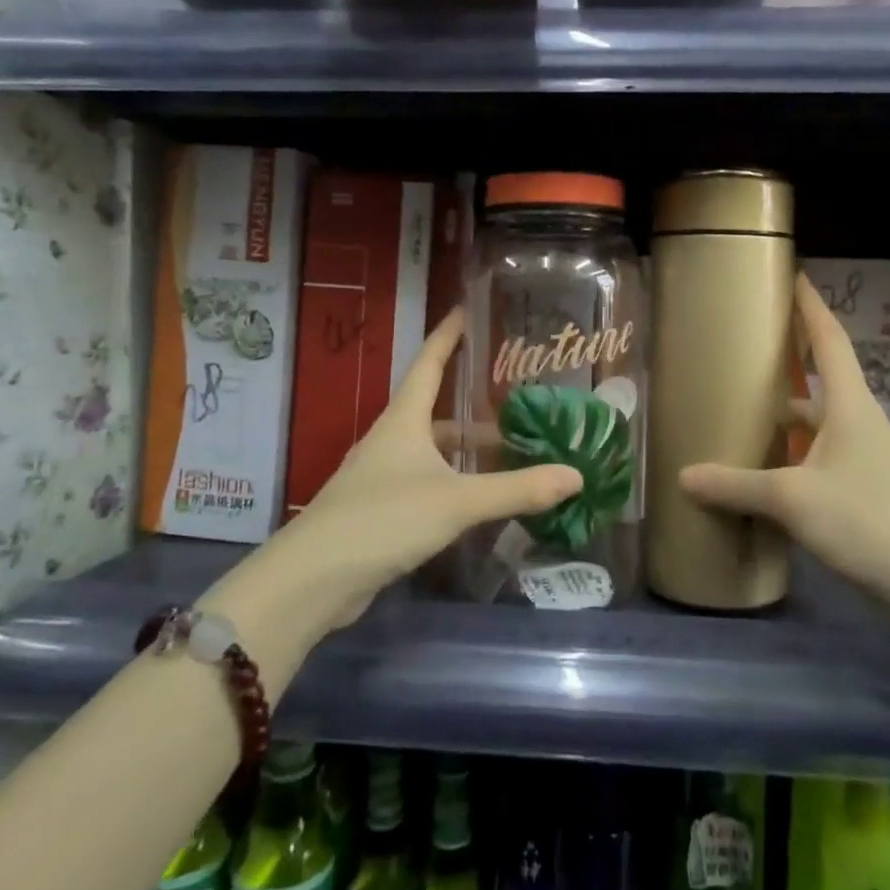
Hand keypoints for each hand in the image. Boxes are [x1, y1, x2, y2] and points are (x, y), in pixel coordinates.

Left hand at [217, 309, 581, 632]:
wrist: (313, 580)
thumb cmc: (384, 519)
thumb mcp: (457, 501)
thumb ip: (517, 489)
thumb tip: (576, 475)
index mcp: (403, 421)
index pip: (428, 363)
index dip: (447, 336)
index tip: (464, 309)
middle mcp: (390, 441)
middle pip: (434, 412)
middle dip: (472, 408)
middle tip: (514, 402)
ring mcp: (380, 477)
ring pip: (431, 451)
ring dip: (464, 450)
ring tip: (507, 455)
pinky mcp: (377, 511)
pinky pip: (425, 483)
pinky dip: (452, 482)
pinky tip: (474, 501)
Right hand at [679, 274, 889, 601]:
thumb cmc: (865, 519)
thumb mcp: (792, 498)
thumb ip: (737, 485)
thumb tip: (684, 476)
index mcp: (850, 405)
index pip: (829, 341)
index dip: (811, 307)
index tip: (795, 276)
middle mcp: (861, 422)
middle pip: (824, 379)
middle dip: (791, 362)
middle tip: (751, 349)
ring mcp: (867, 458)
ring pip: (820, 424)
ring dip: (790, 416)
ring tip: (748, 413)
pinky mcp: (866, 491)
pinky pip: (822, 457)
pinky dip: (795, 455)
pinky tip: (769, 473)